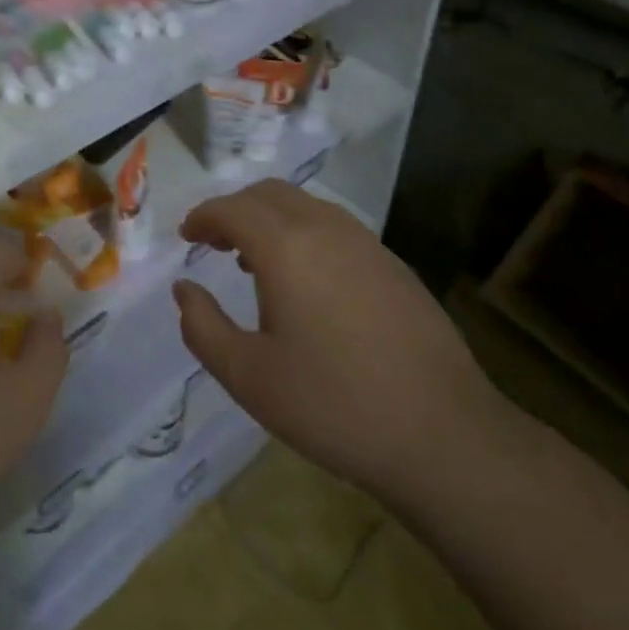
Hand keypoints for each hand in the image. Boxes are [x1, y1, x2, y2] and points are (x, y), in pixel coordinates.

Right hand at [172, 181, 504, 503]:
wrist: (443, 435)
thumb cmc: (333, 405)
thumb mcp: (248, 376)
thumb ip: (203, 326)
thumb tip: (185, 289)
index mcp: (287, 247)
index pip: (233, 209)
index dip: (203, 217)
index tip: (186, 236)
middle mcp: (327, 230)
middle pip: (270, 194)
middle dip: (234, 209)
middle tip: (212, 243)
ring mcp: (368, 244)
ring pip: (306, 206)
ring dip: (271, 220)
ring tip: (252, 261)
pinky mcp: (395, 267)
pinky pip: (336, 229)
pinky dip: (304, 234)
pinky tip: (306, 283)